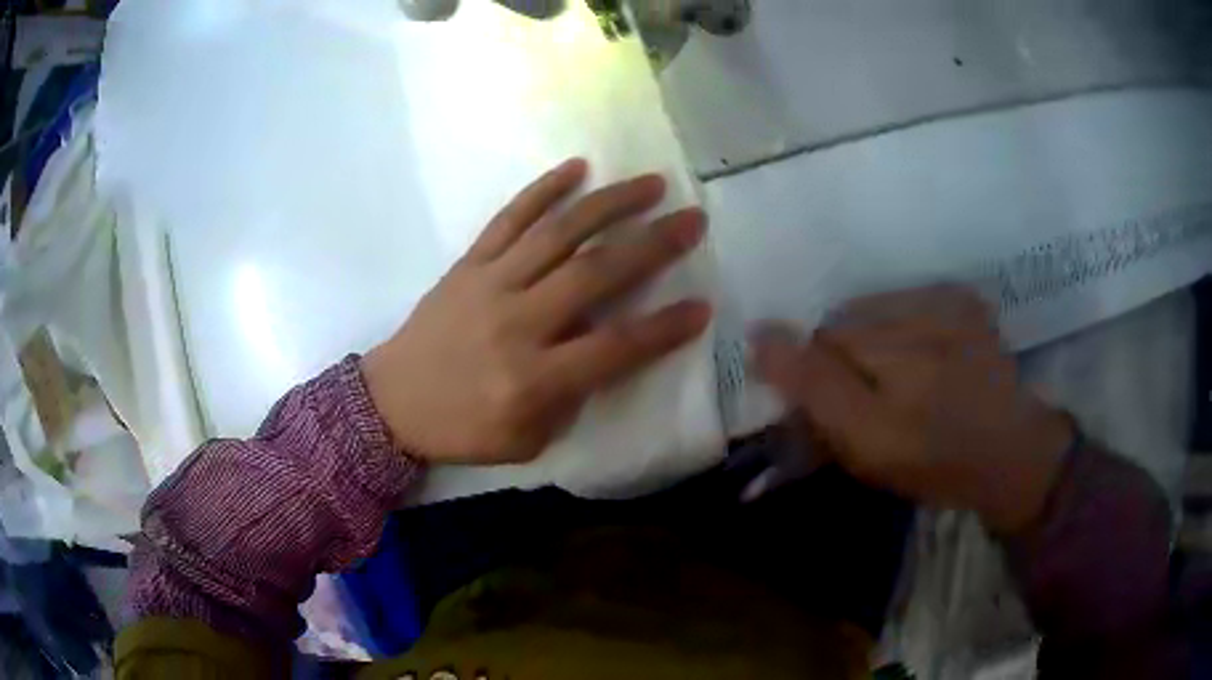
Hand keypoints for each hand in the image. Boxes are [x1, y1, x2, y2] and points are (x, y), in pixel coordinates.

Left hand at [362, 159, 710, 464]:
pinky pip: (510, 218)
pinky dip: (543, 189)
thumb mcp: (526, 441)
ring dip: (610, 204)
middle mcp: (517, 323)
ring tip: (652, 184)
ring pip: (559, 233)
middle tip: (692, 219)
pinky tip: (576, 167)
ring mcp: (490, 284)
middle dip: (652, 244)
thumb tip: (605, 351)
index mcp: (532, 379)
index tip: (703, 306)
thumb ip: (571, 399)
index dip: (664, 328)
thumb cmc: (461, 429)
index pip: (615, 348)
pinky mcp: (468, 263)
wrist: (390, 402)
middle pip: (595, 274)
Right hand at [752, 285, 1073, 532]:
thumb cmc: (934, 462)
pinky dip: (904, 325)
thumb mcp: (866, 446)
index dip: (814, 377)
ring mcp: (945, 299)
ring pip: (874, 308)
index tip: (832, 412)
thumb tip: (760, 334)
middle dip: (844, 358)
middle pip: (845, 321)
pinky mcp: (963, 299)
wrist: (1009, 454)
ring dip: (874, 339)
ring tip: (900, 378)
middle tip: (869, 399)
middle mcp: (917, 312)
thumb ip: (814, 390)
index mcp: (892, 354)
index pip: (816, 343)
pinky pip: (908, 299)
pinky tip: (923, 356)